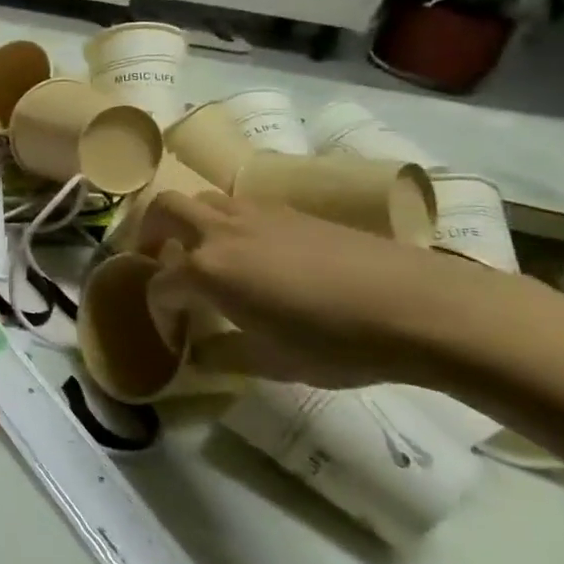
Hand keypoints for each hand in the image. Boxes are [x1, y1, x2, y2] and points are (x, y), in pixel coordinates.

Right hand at [142, 189, 512, 388]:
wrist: (415, 305)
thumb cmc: (336, 342)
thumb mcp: (273, 363)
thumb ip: (224, 354)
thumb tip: (197, 353)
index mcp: (206, 270)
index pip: (160, 284)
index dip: (158, 310)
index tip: (170, 332)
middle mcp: (219, 231)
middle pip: (163, 210)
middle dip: (149, 232)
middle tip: (156, 259)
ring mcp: (254, 214)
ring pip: (201, 199)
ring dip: (188, 221)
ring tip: (202, 251)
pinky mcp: (288, 210)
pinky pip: (238, 204)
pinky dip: (225, 221)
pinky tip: (250, 250)